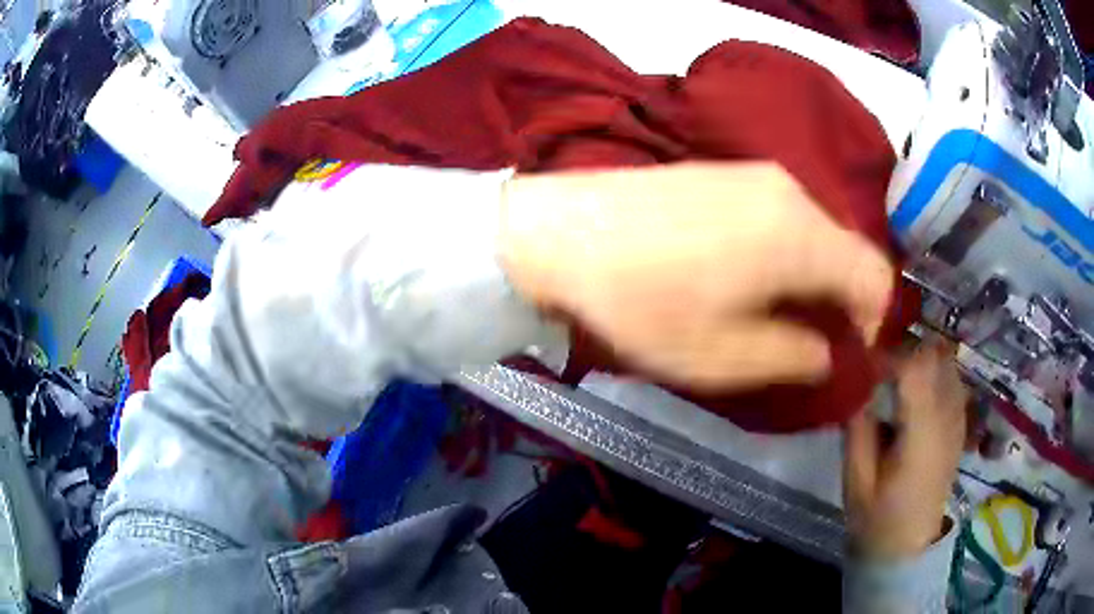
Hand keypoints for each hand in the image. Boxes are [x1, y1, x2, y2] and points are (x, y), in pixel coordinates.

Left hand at [498, 162, 893, 390]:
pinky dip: (787, 248)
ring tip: (774, 309)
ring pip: (817, 230)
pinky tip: (747, 271)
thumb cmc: (643, 301)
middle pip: (849, 249)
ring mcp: (758, 173)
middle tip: (808, 337)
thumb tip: (828, 351)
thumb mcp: (722, 355)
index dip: (874, 320)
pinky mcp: (728, 170)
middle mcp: (791, 191)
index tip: (849, 350)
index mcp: (801, 235)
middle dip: (842, 298)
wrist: (562, 232)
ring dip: (813, 274)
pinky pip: (784, 213)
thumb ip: (792, 356)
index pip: (876, 274)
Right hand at [844, 340, 967, 558]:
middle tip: (876, 365)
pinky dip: (932, 372)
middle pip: (935, 355)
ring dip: (919, 358)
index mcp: (923, 434)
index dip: (887, 355)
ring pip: (946, 362)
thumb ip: (857, 429)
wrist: (908, 547)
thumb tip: (855, 384)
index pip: (915, 368)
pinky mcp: (960, 424)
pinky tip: (914, 391)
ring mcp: (958, 419)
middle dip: (904, 350)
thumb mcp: (856, 481)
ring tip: (893, 376)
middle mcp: (948, 417)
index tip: (861, 362)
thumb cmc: (878, 519)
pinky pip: (952, 379)